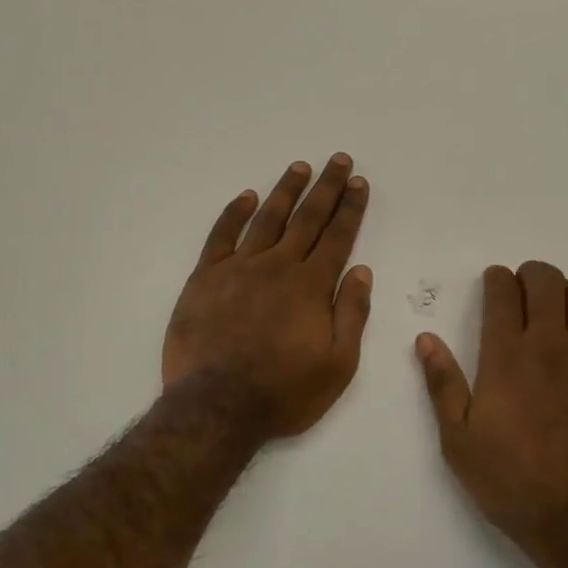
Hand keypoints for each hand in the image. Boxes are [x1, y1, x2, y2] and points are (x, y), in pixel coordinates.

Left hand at [163, 154, 373, 439]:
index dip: (350, 208)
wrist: (217, 407)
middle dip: (326, 187)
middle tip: (338, 160)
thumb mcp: (337, 364)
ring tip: (299, 167)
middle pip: (307, 218)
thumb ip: (352, 314)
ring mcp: (239, 268)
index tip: (359, 182)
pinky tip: (246, 197)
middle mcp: (278, 266)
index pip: (338, 236)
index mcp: (311, 286)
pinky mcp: (205, 277)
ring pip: (267, 218)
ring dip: (285, 190)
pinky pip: (221, 235)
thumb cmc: (284, 391)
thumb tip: (362, 270)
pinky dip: (234, 213)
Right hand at [416, 262, 567, 555]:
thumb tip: (426, 338)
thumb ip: (442, 382)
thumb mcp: (458, 438)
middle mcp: (550, 343)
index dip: (497, 279)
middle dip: (531, 275)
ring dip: (564, 293)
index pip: (504, 291)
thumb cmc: (510, 478)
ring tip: (554, 310)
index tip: (494, 283)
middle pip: (546, 280)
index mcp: (506, 354)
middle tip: (522, 290)